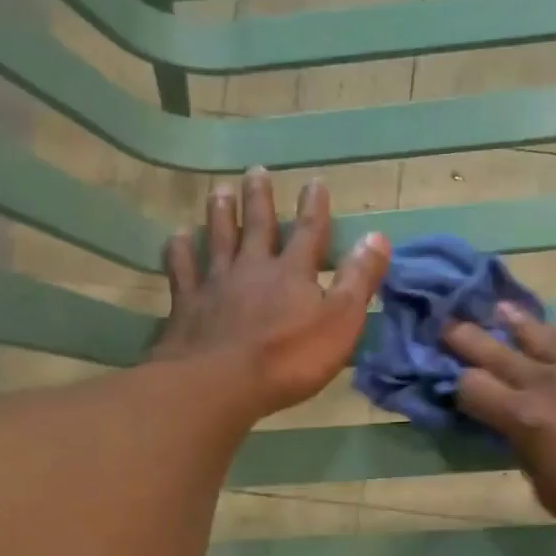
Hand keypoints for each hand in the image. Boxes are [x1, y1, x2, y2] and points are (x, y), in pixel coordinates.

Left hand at [153, 167, 388, 419]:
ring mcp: (215, 284)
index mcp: (293, 272)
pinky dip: (180, 251)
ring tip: (220, 191)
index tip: (315, 182)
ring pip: (217, 239)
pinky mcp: (186, 305)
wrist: (220, 383)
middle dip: (260, 199)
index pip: (309, 232)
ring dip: (220, 214)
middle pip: (257, 226)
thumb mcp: (340, 322)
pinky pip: (182, 269)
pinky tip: (177, 238)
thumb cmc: (289, 358)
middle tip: (255, 171)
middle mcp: (252, 267)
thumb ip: (358, 280)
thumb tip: (377, 236)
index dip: (315, 207)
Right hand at [444, 308, 555, 545]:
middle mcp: (549, 381)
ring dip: (516, 323)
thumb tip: (527, 439)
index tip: (449, 378)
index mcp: (526, 419)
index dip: (457, 384)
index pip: (473, 389)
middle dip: (468, 338)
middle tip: (448, 323)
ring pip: (542, 334)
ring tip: (500, 310)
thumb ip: (532, 459)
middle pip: (497, 352)